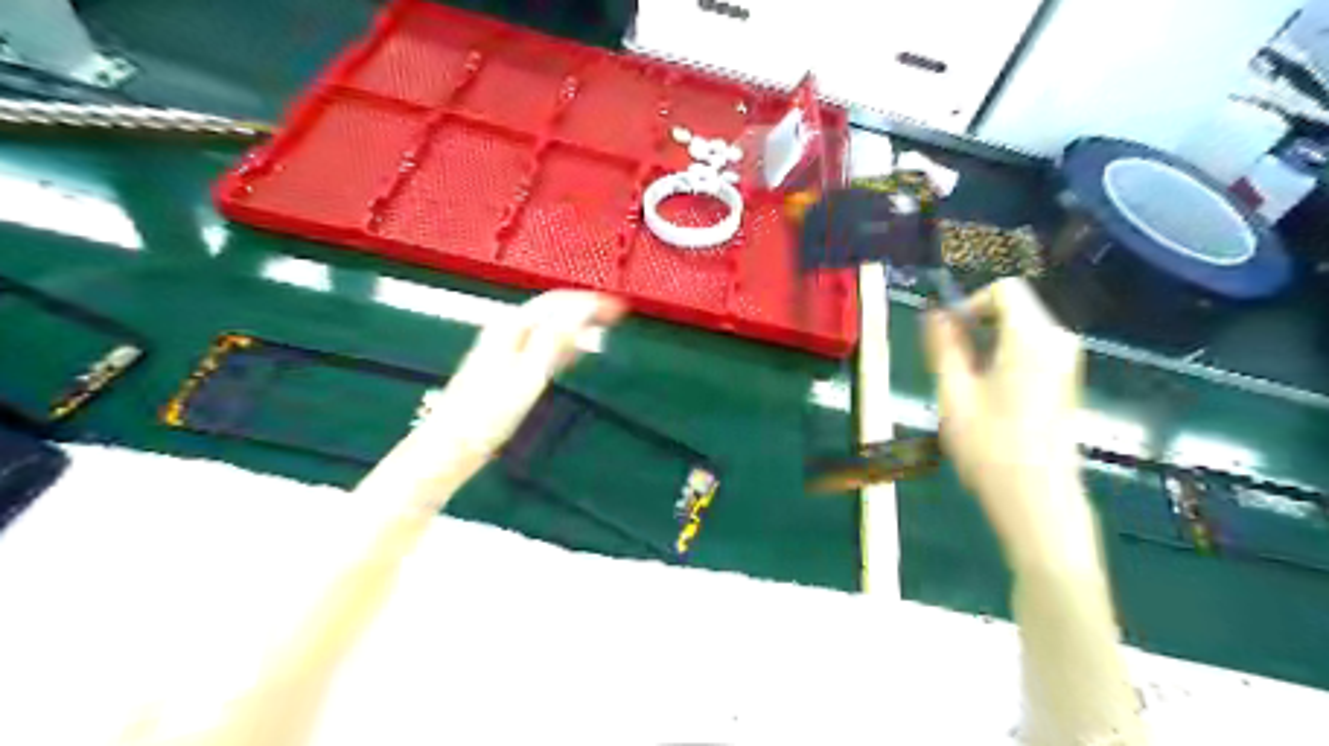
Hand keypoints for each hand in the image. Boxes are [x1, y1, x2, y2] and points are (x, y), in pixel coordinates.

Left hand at [414, 288, 625, 463]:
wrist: (453, 442)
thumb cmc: (491, 411)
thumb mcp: (529, 375)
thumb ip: (555, 339)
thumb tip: (583, 310)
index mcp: (512, 326)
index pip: (557, 301)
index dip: (589, 301)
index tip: (618, 307)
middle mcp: (507, 329)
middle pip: (552, 309)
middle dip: (585, 309)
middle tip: (615, 315)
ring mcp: (504, 347)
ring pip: (548, 326)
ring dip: (576, 325)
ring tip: (603, 331)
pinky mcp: (506, 366)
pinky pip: (541, 344)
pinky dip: (563, 343)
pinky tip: (574, 355)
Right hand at [928, 277, 1094, 567]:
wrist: (1038, 500)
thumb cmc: (991, 447)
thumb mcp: (954, 393)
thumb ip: (944, 347)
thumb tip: (935, 315)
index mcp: (1033, 338)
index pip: (1004, 290)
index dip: (969, 304)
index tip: (947, 336)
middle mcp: (1058, 341)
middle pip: (1014, 308)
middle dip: (976, 325)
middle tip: (949, 365)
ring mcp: (1067, 363)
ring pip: (1021, 330)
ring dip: (987, 344)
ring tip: (965, 384)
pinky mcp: (1066, 383)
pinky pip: (1032, 350)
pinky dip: (1005, 358)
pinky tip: (988, 396)